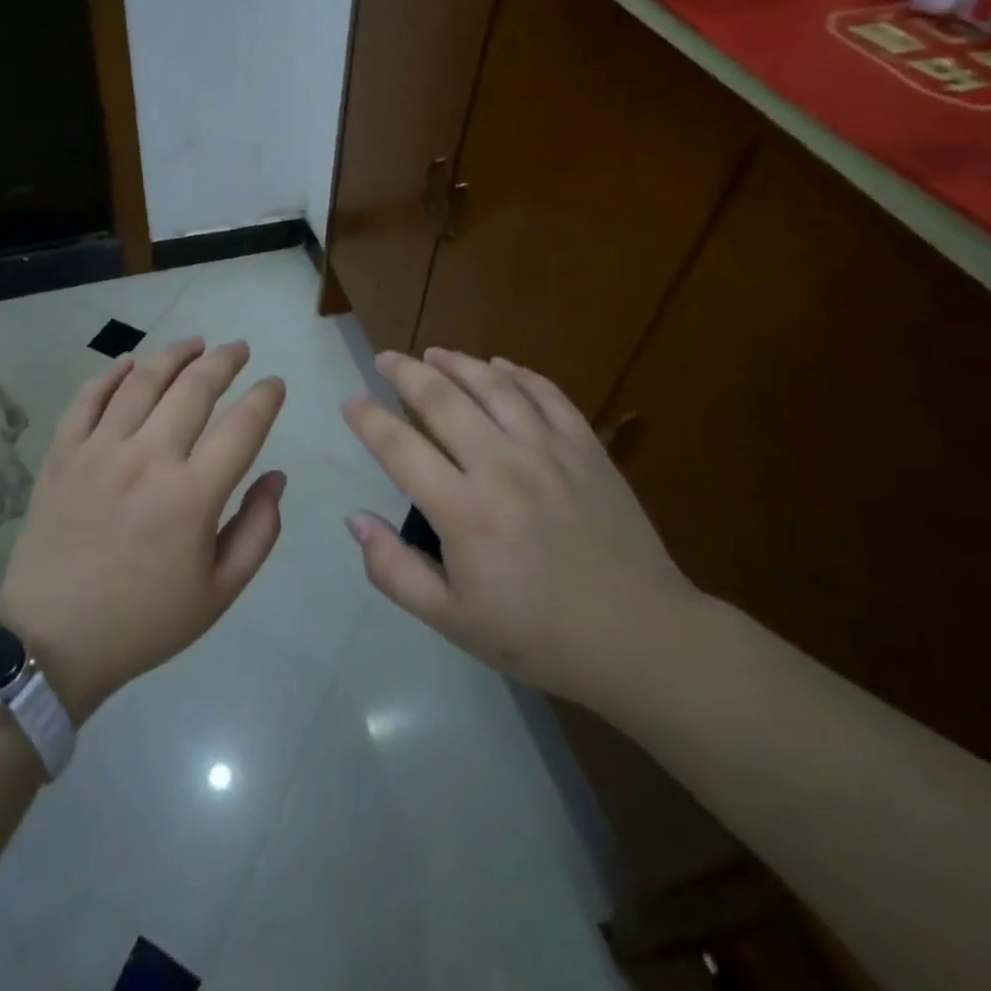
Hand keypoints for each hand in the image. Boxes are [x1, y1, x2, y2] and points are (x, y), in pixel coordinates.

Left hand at [0, 338, 285, 720]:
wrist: (50, 641)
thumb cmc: (144, 621)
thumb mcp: (219, 592)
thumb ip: (258, 530)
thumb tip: (276, 476)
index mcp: (192, 496)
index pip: (242, 425)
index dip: (265, 397)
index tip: (275, 384)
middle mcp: (147, 459)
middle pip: (194, 388)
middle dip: (224, 361)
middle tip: (240, 349)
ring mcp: (98, 451)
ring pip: (142, 381)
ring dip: (174, 355)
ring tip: (195, 344)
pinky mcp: (62, 453)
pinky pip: (88, 398)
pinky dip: (111, 374)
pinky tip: (130, 362)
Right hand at [342, 348, 699, 705]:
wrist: (639, 638)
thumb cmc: (536, 635)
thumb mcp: (450, 620)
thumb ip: (393, 570)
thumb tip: (356, 519)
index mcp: (463, 510)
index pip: (399, 447)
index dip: (368, 419)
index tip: (351, 402)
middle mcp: (501, 466)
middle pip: (442, 400)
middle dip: (406, 372)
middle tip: (386, 358)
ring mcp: (549, 451)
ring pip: (494, 387)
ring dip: (458, 363)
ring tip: (434, 353)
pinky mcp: (587, 448)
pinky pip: (548, 395)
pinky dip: (519, 374)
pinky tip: (500, 367)